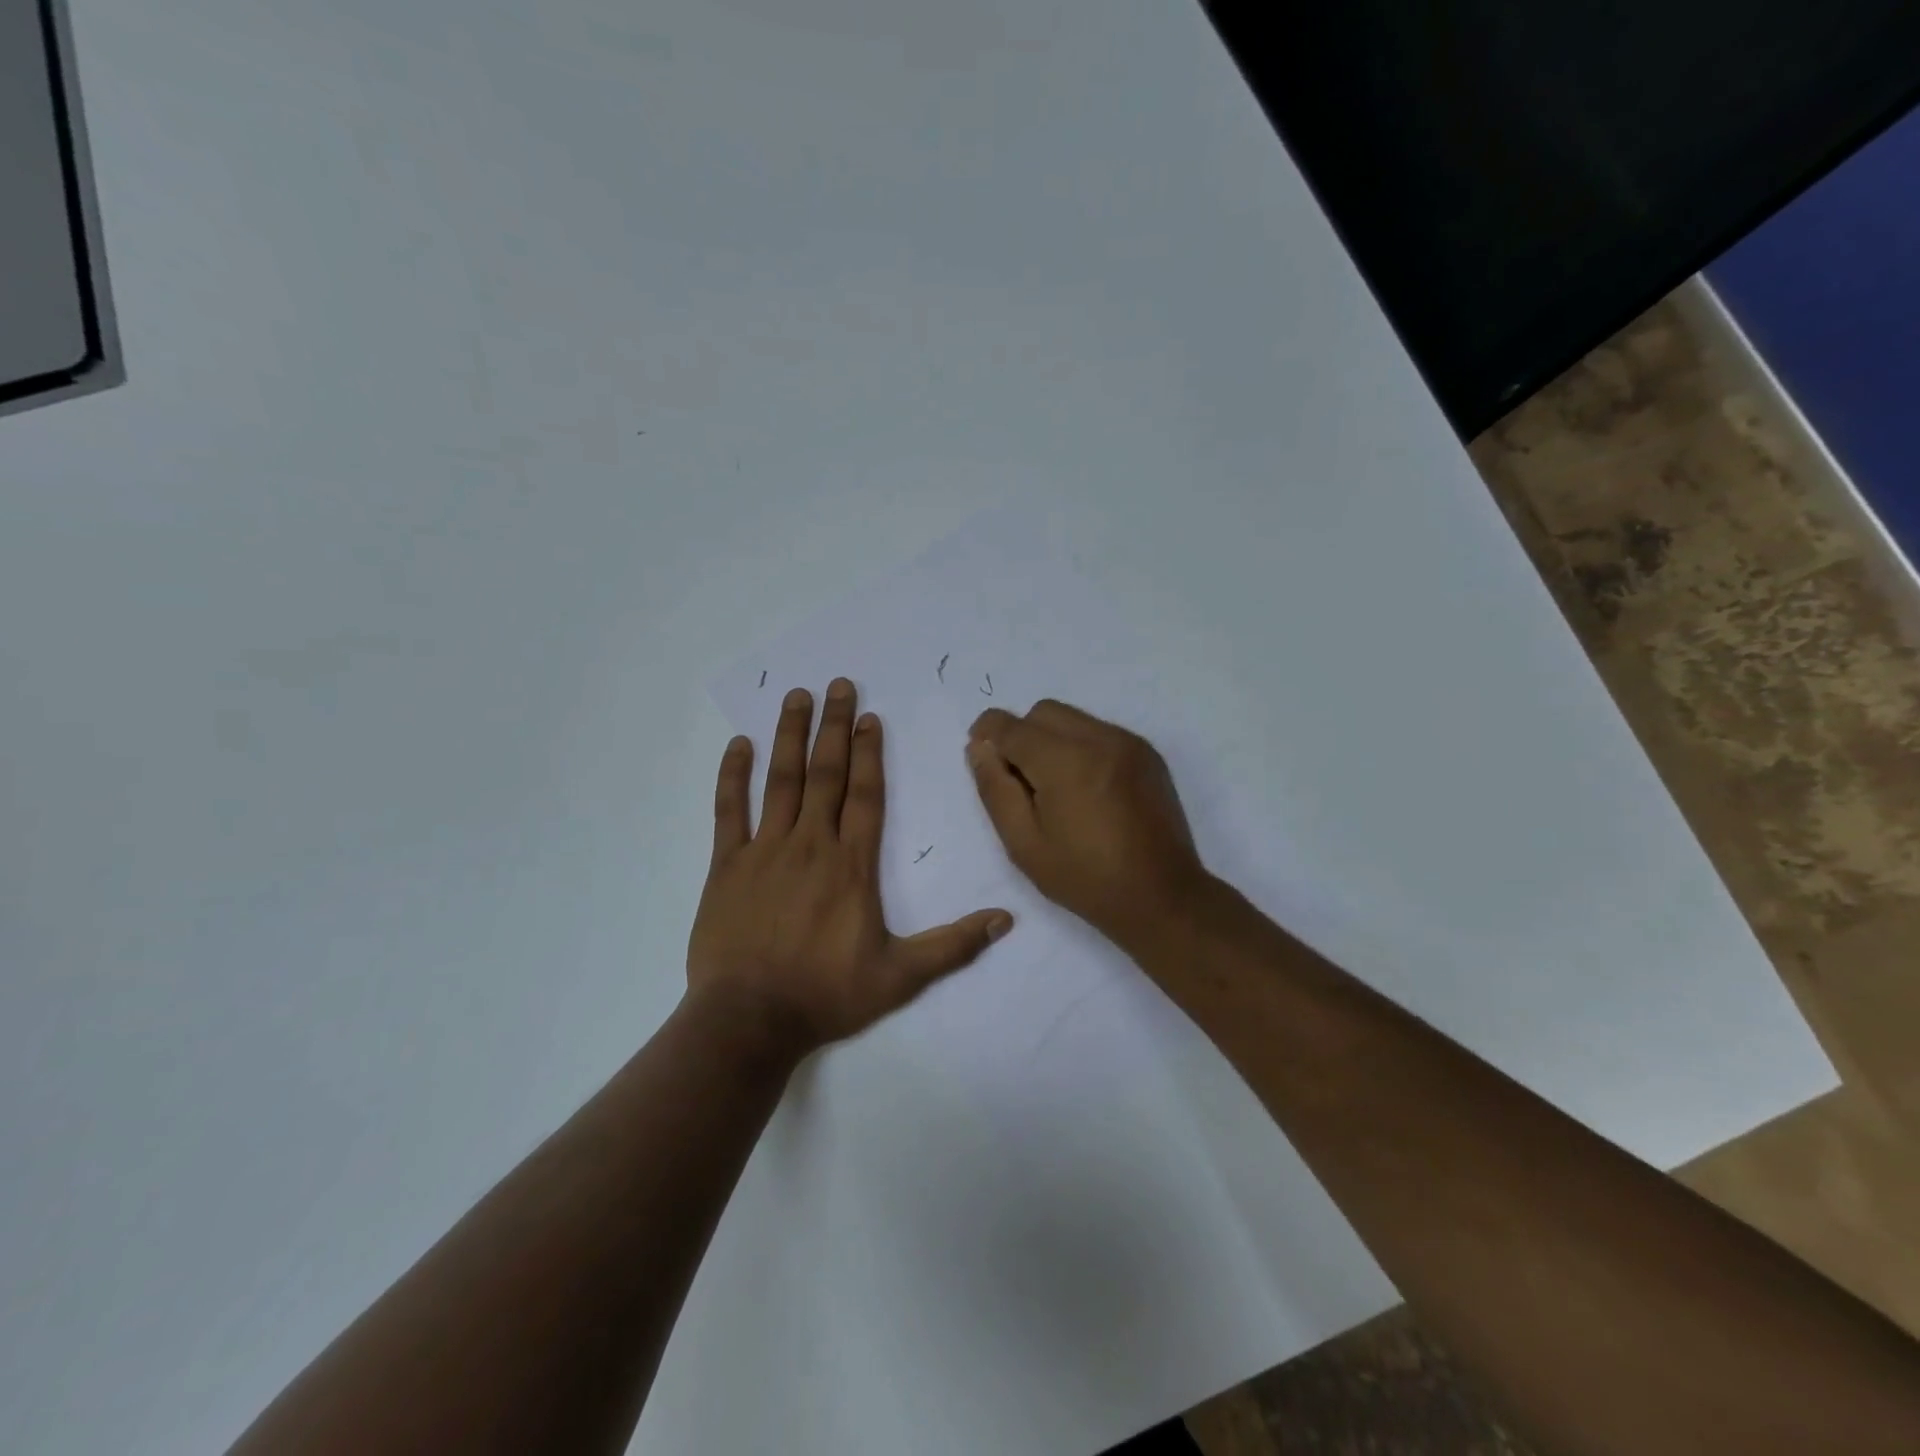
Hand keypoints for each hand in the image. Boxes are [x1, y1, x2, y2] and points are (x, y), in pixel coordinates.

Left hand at [688, 679, 1013, 1055]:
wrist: (750, 1020)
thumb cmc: (827, 995)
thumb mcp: (900, 976)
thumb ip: (954, 945)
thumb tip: (1007, 920)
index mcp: (852, 865)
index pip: (866, 795)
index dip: (870, 753)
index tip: (869, 717)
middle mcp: (811, 845)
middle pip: (826, 774)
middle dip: (834, 727)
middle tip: (837, 685)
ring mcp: (766, 851)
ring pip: (781, 781)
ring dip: (790, 736)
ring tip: (796, 697)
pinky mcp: (727, 866)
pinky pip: (729, 811)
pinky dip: (733, 776)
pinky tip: (738, 745)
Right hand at [967, 700, 1210, 952]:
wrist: (1162, 896)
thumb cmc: (1085, 878)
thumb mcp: (1024, 843)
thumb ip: (995, 789)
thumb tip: (979, 748)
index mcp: (1064, 762)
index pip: (1011, 726)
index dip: (987, 734)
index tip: (980, 753)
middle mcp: (1099, 739)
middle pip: (1043, 712)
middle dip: (1021, 735)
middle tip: (1020, 781)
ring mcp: (1128, 743)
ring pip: (1073, 718)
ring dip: (1052, 739)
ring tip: (1055, 787)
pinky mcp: (1147, 753)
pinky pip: (1100, 731)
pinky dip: (1081, 746)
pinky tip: (1085, 789)